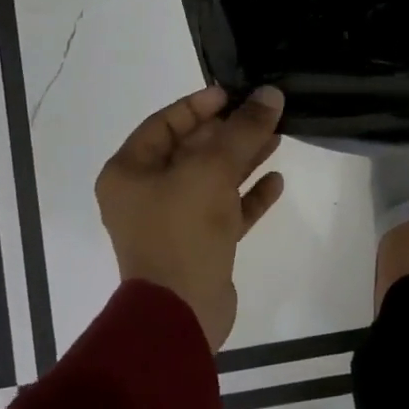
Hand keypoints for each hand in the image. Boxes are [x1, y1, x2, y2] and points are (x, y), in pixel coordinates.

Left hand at [96, 85, 286, 350]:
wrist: (180, 314)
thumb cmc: (183, 229)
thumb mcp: (213, 169)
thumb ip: (243, 128)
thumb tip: (270, 94)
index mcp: (130, 172)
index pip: (165, 123)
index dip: (199, 105)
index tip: (234, 94)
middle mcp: (146, 194)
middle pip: (192, 150)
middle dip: (230, 131)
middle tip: (265, 113)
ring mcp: (172, 222)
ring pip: (211, 179)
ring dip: (243, 159)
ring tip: (278, 137)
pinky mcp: (198, 246)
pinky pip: (224, 211)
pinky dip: (247, 196)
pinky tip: (276, 182)